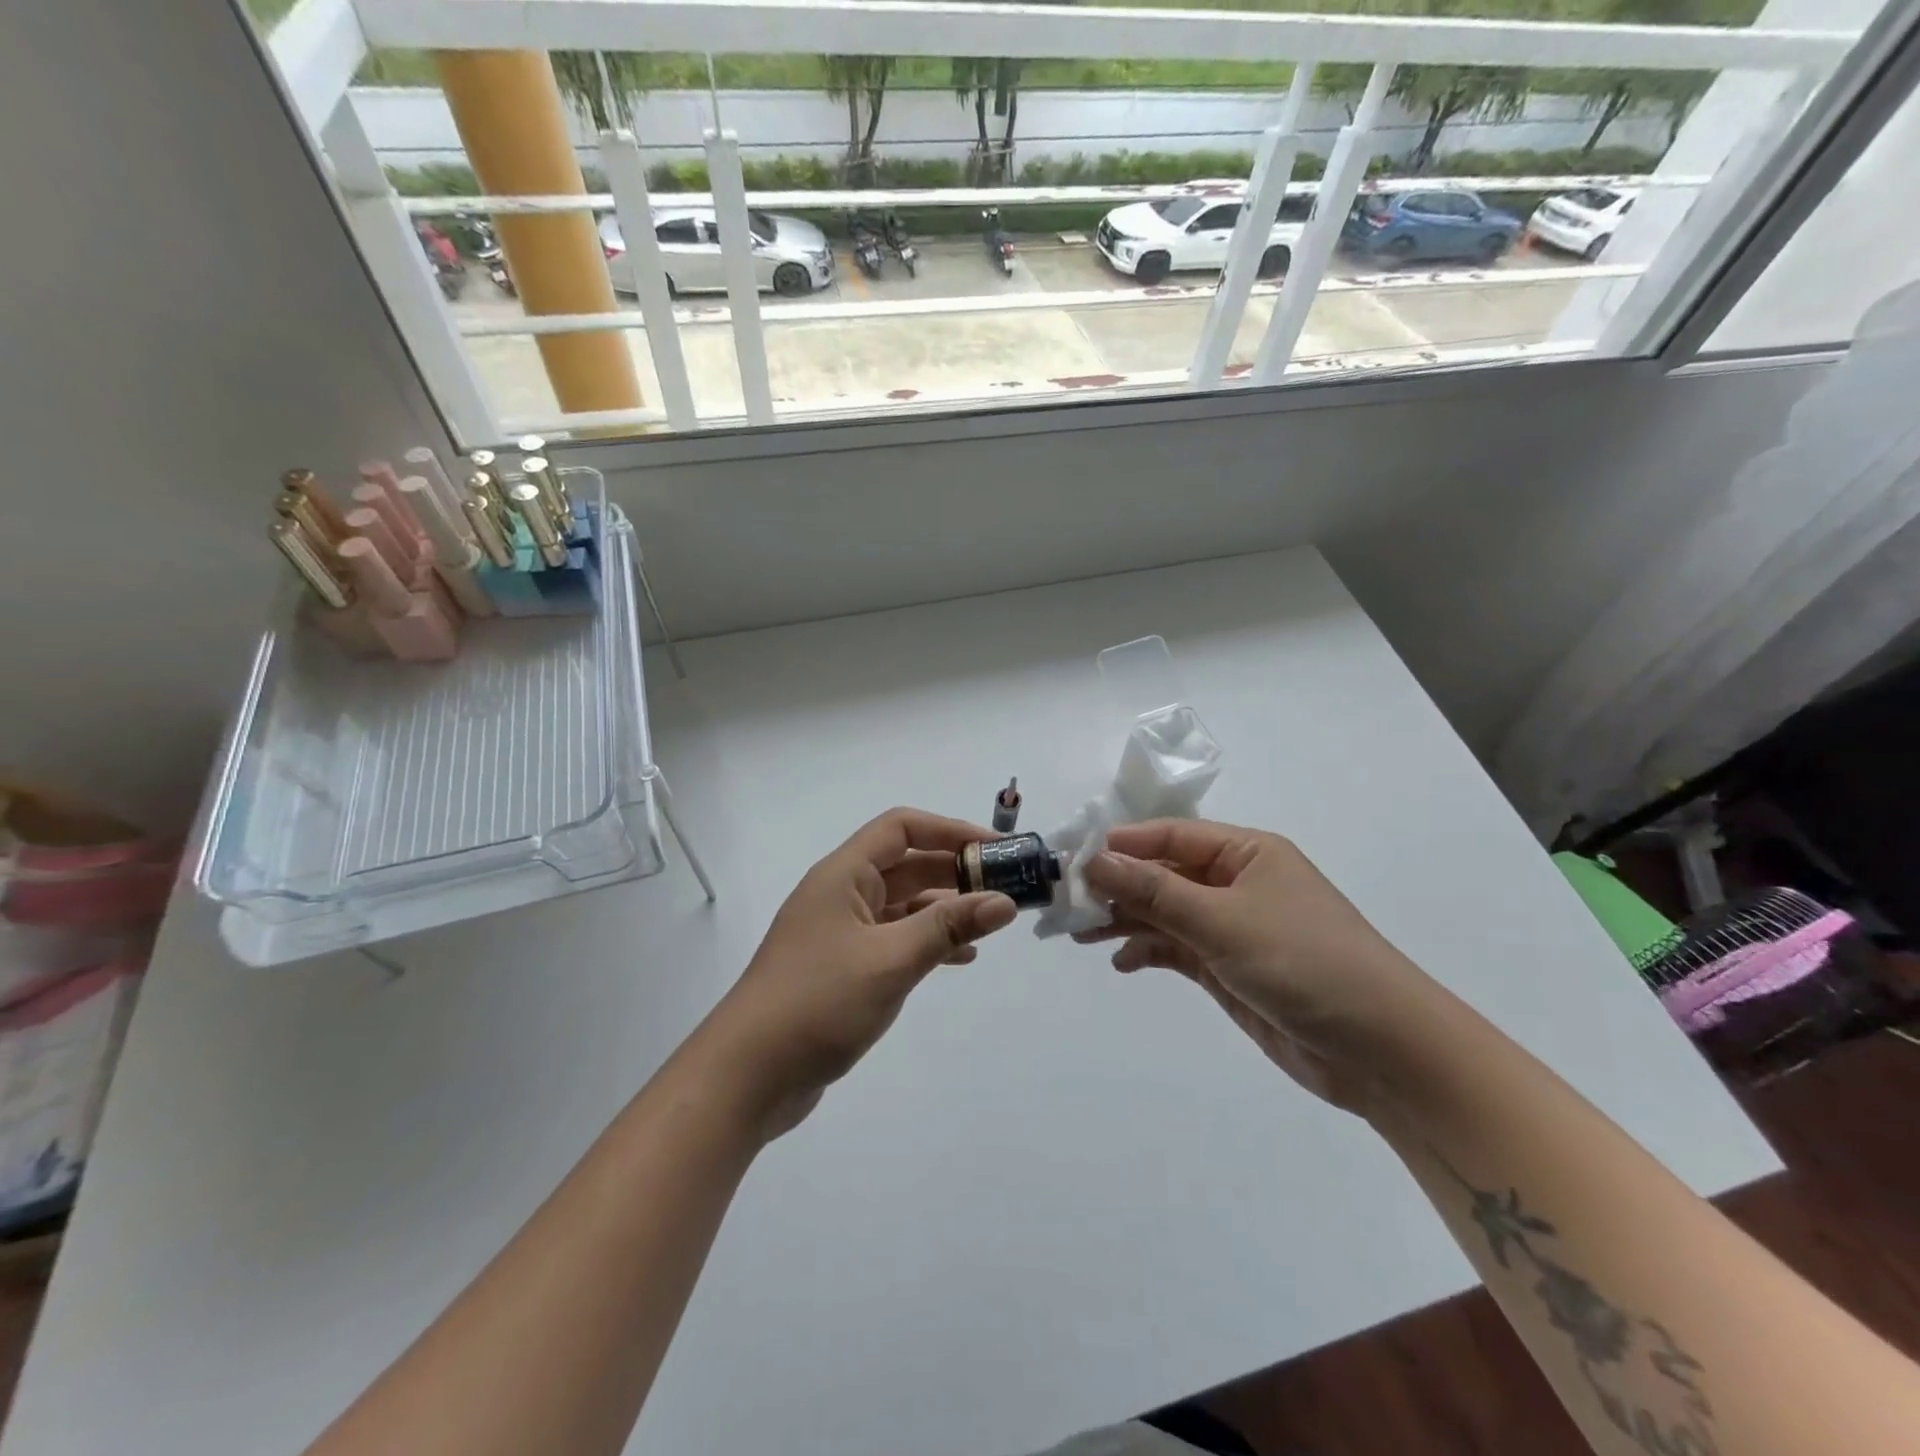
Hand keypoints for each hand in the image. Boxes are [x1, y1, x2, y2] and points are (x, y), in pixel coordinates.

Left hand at [696, 808, 1016, 1138]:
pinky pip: (893, 938)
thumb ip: (948, 928)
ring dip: (944, 908)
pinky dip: (926, 941)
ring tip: (990, 923)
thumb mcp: (891, 960)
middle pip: (906, 864)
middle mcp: (841, 893)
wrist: (748, 1075)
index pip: (902, 828)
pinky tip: (958, 959)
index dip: (950, 831)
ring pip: (902, 904)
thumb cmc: (819, 1002)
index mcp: (844, 874)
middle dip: (955, 872)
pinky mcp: (842, 966)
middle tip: (1004, 888)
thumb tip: (1004, 901)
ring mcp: (840, 931)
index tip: (994, 851)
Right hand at [1079, 820, 1444, 1111]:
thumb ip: (1155, 892)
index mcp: (1246, 853)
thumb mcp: (1223, 921)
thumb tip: (1095, 860)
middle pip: (1164, 874)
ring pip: (1165, 913)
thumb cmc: (1304, 962)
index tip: (1074, 858)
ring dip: (1126, 921)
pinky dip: (1148, 952)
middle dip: (1118, 886)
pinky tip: (1121, 962)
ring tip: (1081, 934)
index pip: (1171, 835)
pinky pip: (1177, 950)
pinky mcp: (1230, 969)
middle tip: (1068, 903)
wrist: (1381, 1050)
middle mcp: (1237, 883)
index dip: (1123, 844)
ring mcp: (1233, 928)